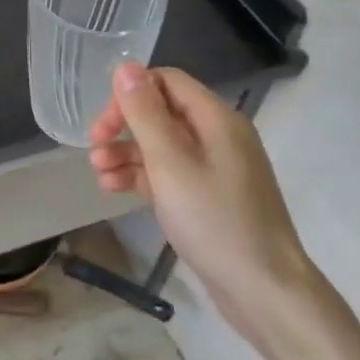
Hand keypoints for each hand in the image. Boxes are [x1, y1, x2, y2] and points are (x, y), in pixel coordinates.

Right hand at [88, 64, 315, 349]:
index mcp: (216, 119)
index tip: (104, 124)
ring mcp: (216, 167)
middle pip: (161, 111)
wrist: (265, 292)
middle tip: (94, 148)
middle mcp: (218, 136)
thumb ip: (145, 113)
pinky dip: (142, 175)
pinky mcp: (210, 196)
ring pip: (162, 144)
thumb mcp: (170, 163)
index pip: (166, 81)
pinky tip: (113, 188)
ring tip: (98, 173)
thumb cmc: (215, 220)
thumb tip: (125, 66)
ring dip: (126, 153)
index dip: (130, 94)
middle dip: (124, 126)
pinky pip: (170, 172)